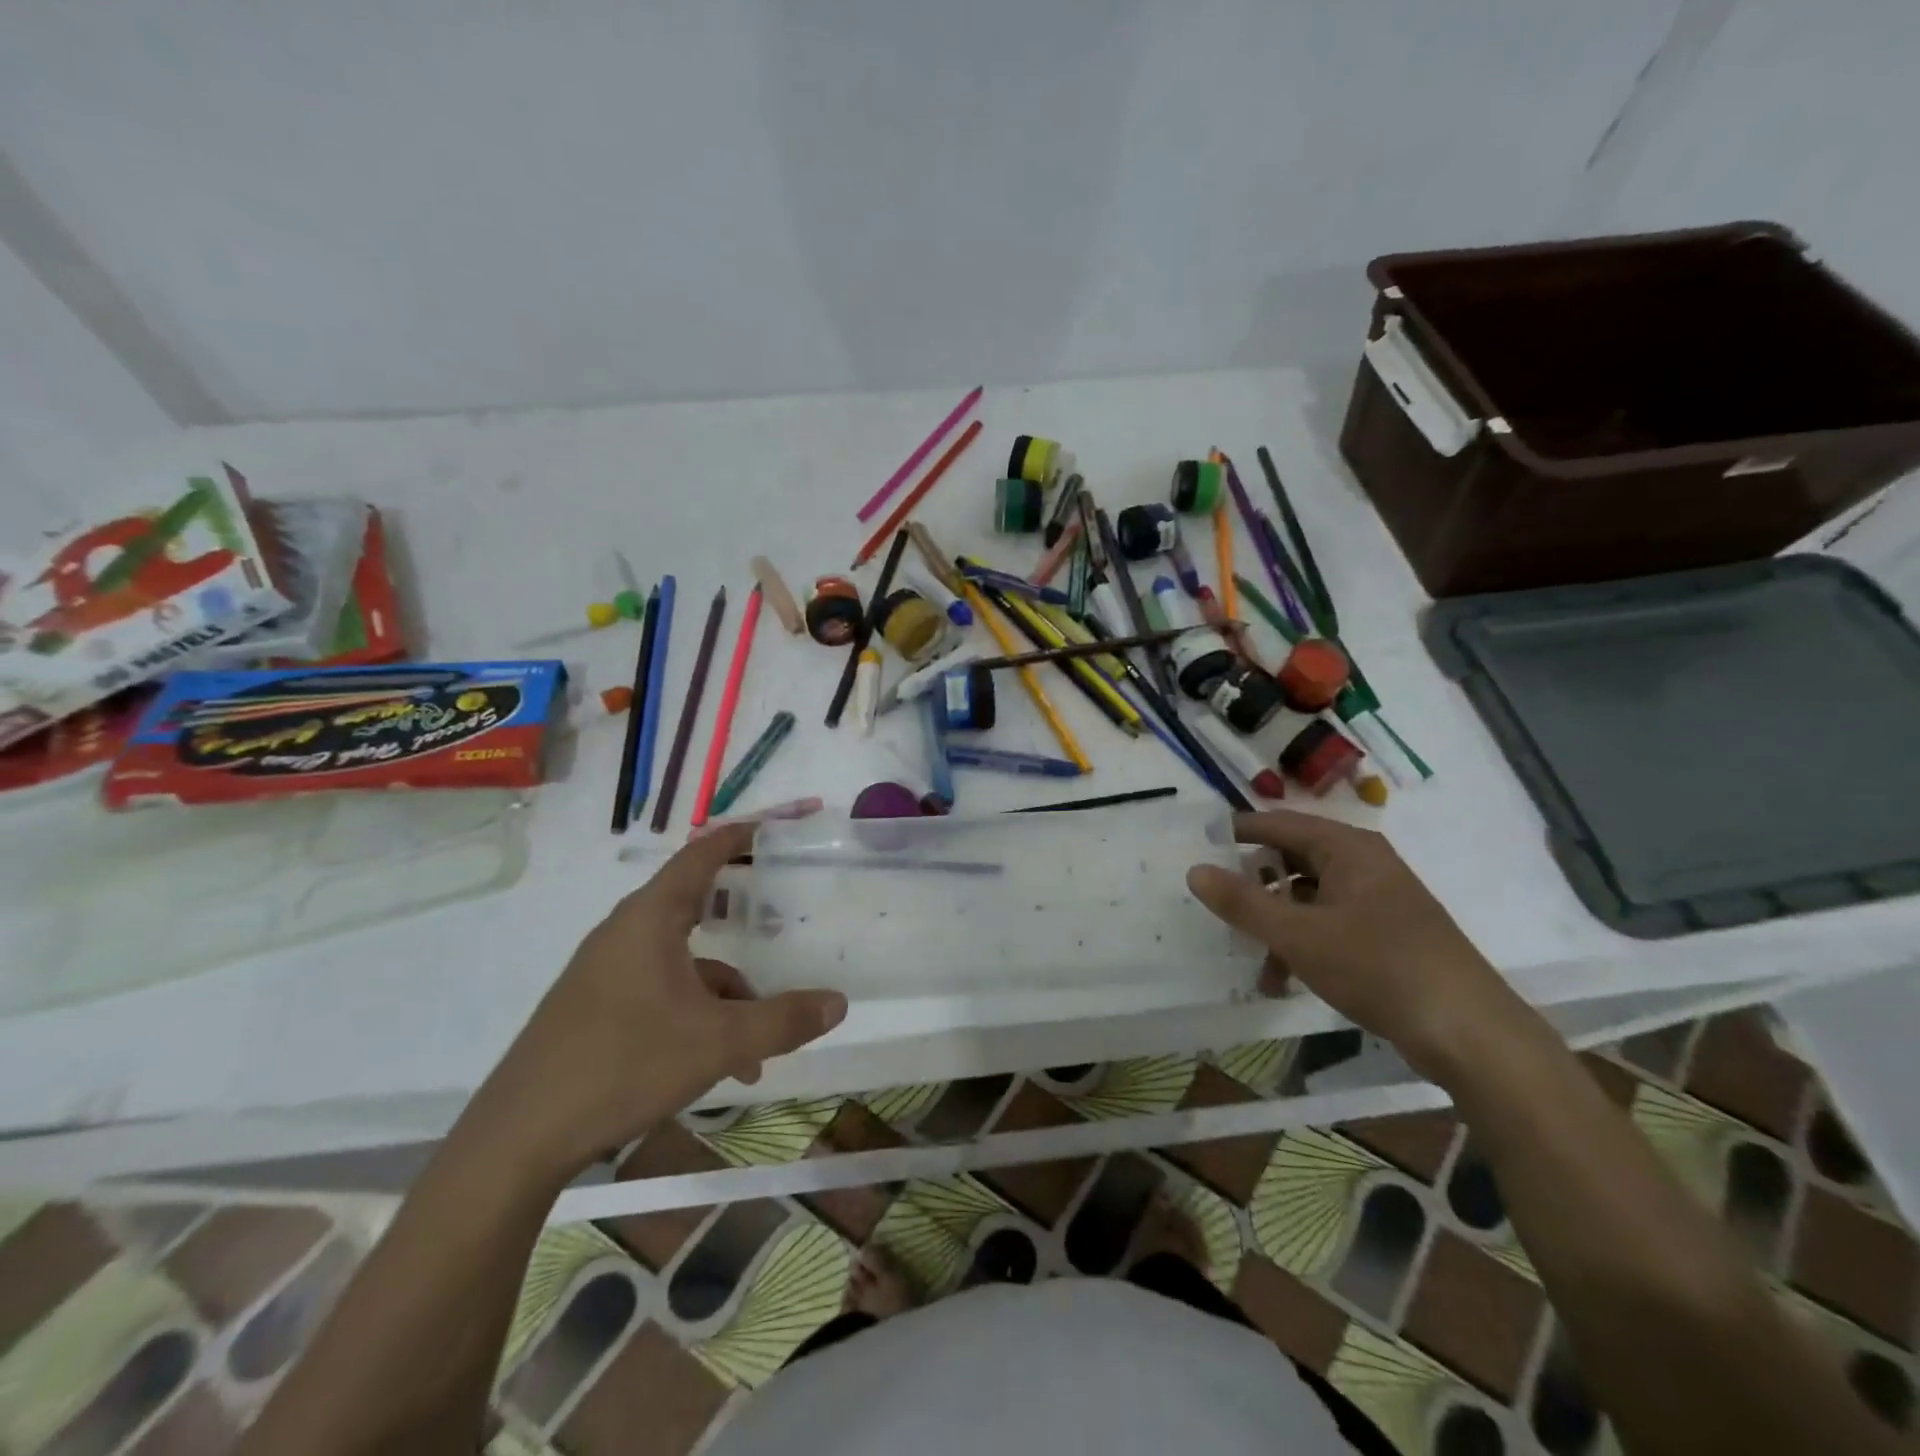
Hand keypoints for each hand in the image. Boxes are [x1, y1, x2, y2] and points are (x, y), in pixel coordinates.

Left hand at [474, 823, 847, 1181]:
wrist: (519, 1139)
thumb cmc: (624, 1065)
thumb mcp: (718, 1043)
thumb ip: (783, 1020)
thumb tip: (839, 1003)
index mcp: (650, 918)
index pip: (701, 854)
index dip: (740, 834)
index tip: (776, 827)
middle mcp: (626, 932)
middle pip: (695, 901)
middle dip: (742, 909)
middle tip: (783, 910)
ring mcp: (607, 970)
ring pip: (684, 959)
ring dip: (727, 989)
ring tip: (760, 1040)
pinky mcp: (597, 1005)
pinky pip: (662, 989)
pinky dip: (698, 1013)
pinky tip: (721, 1065)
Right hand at [1186, 811, 1513, 1078]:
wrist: (1470, 1032)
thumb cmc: (1378, 967)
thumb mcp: (1298, 935)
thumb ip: (1242, 902)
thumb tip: (1195, 870)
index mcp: (1347, 848)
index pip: (1278, 824)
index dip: (1236, 832)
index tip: (1198, 846)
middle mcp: (1364, 863)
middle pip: (1293, 859)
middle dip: (1255, 884)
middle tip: (1219, 902)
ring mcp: (1379, 899)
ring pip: (1309, 896)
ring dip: (1276, 922)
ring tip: (1251, 956)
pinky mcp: (1388, 933)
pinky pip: (1330, 923)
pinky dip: (1303, 942)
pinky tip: (1284, 979)